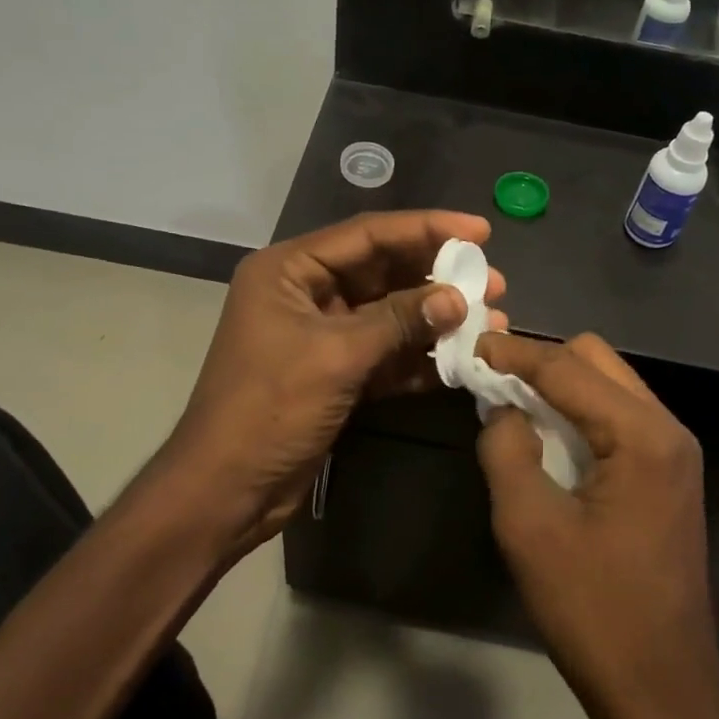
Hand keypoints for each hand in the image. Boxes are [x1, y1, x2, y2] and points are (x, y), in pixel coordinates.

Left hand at [168, 211, 507, 556]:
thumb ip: (398, 321)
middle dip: (437, 277)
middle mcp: (305, 293)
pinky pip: (385, 353)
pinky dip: (418, 357)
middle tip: (493, 282)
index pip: (367, 234)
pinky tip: (460, 360)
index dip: (426, 228)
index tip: (481, 231)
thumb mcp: (336, 356)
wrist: (226, 490)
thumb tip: (458, 299)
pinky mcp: (335, 373)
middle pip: (382, 272)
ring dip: (435, 320)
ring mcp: (322, 335)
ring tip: (491, 321)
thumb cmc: (268, 409)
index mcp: (289, 270)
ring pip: (389, 315)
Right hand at [475, 332, 718, 718]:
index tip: (472, 344)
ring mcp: (674, 453)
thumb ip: (506, 451)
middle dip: (541, 360)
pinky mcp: (668, 475)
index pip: (567, 368)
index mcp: (642, 436)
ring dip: (559, 385)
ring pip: (609, 385)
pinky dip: (577, 412)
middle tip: (490, 377)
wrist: (663, 689)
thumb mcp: (529, 528)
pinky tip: (545, 435)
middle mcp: (668, 430)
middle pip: (596, 360)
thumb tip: (502, 410)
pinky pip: (617, 417)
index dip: (515, 353)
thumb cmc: (593, 610)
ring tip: (509, 401)